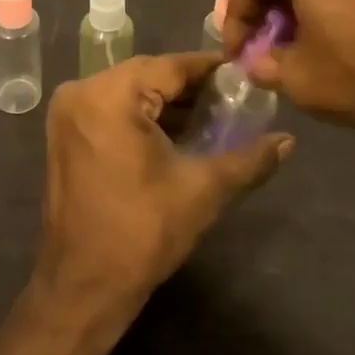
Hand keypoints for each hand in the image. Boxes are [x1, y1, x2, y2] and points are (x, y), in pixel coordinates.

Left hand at [34, 54, 293, 323]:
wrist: (83, 288)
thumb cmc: (141, 233)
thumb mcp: (202, 190)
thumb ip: (248, 159)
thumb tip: (288, 141)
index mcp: (109, 95)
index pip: (171, 66)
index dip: (210, 69)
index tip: (244, 74)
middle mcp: (82, 91)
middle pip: (149, 76)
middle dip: (191, 88)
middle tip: (234, 99)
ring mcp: (69, 112)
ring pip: (130, 92)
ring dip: (168, 103)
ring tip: (213, 117)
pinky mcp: (67, 133)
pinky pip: (113, 108)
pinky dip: (143, 116)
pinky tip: (177, 132)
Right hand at [224, 0, 354, 127]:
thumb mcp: (301, 78)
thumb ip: (266, 67)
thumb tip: (258, 64)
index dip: (237, 20)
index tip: (237, 56)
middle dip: (270, 11)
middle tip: (266, 50)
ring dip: (301, 6)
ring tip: (302, 46)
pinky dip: (334, 0)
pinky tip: (340, 35)